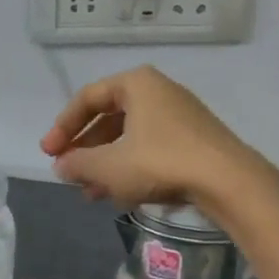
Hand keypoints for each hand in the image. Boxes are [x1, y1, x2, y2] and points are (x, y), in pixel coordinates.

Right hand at [39, 67, 270, 210]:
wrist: (230, 182)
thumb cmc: (162, 163)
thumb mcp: (109, 167)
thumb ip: (78, 163)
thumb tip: (61, 165)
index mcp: (136, 84)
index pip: (87, 99)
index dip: (63, 127)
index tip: (49, 154)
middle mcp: (158, 91)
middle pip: (108, 118)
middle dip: (85, 149)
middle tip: (68, 172)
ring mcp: (179, 115)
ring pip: (129, 137)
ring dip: (105, 163)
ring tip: (89, 193)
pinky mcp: (194, 139)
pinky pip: (150, 148)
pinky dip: (130, 167)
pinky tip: (120, 195)